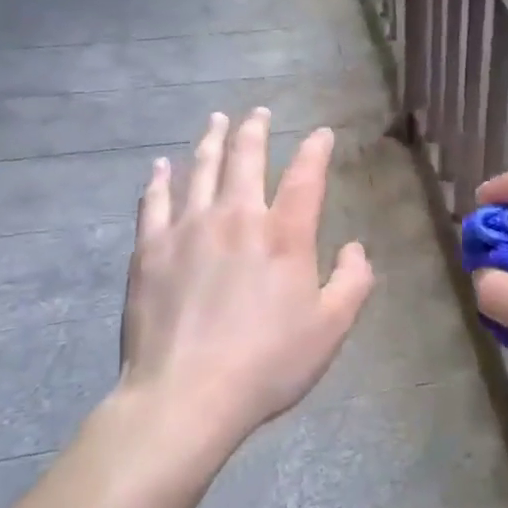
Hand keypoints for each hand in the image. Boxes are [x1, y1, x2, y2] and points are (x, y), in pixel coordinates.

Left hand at [116, 109, 372, 450]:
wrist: (185, 396)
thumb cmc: (267, 364)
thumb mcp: (330, 329)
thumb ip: (353, 282)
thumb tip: (356, 247)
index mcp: (284, 235)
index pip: (306, 176)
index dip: (315, 149)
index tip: (321, 133)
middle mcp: (237, 217)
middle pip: (246, 159)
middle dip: (255, 130)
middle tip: (258, 112)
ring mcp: (189, 229)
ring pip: (201, 170)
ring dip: (211, 141)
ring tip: (216, 120)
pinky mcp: (151, 249)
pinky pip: (155, 202)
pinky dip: (160, 180)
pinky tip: (161, 166)